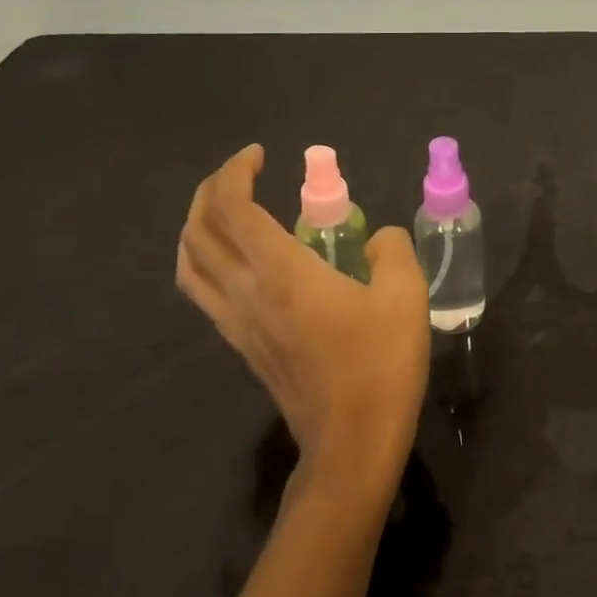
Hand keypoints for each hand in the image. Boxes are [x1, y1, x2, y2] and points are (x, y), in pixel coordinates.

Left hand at [176, 144, 430, 497]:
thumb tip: (377, 238)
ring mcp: (238, 323)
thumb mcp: (406, 295)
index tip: (260, 154)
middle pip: (199, 231)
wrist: (352, 441)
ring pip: (190, 264)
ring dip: (198, 225)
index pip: (234, 210)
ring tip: (227, 207)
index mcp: (282, 274)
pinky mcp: (242, 345)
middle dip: (211, 190)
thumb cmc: (381, 364)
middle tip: (243, 171)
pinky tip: (235, 258)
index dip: (236, 172)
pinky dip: (204, 259)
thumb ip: (391, 250)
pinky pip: (203, 291)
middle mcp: (247, 293)